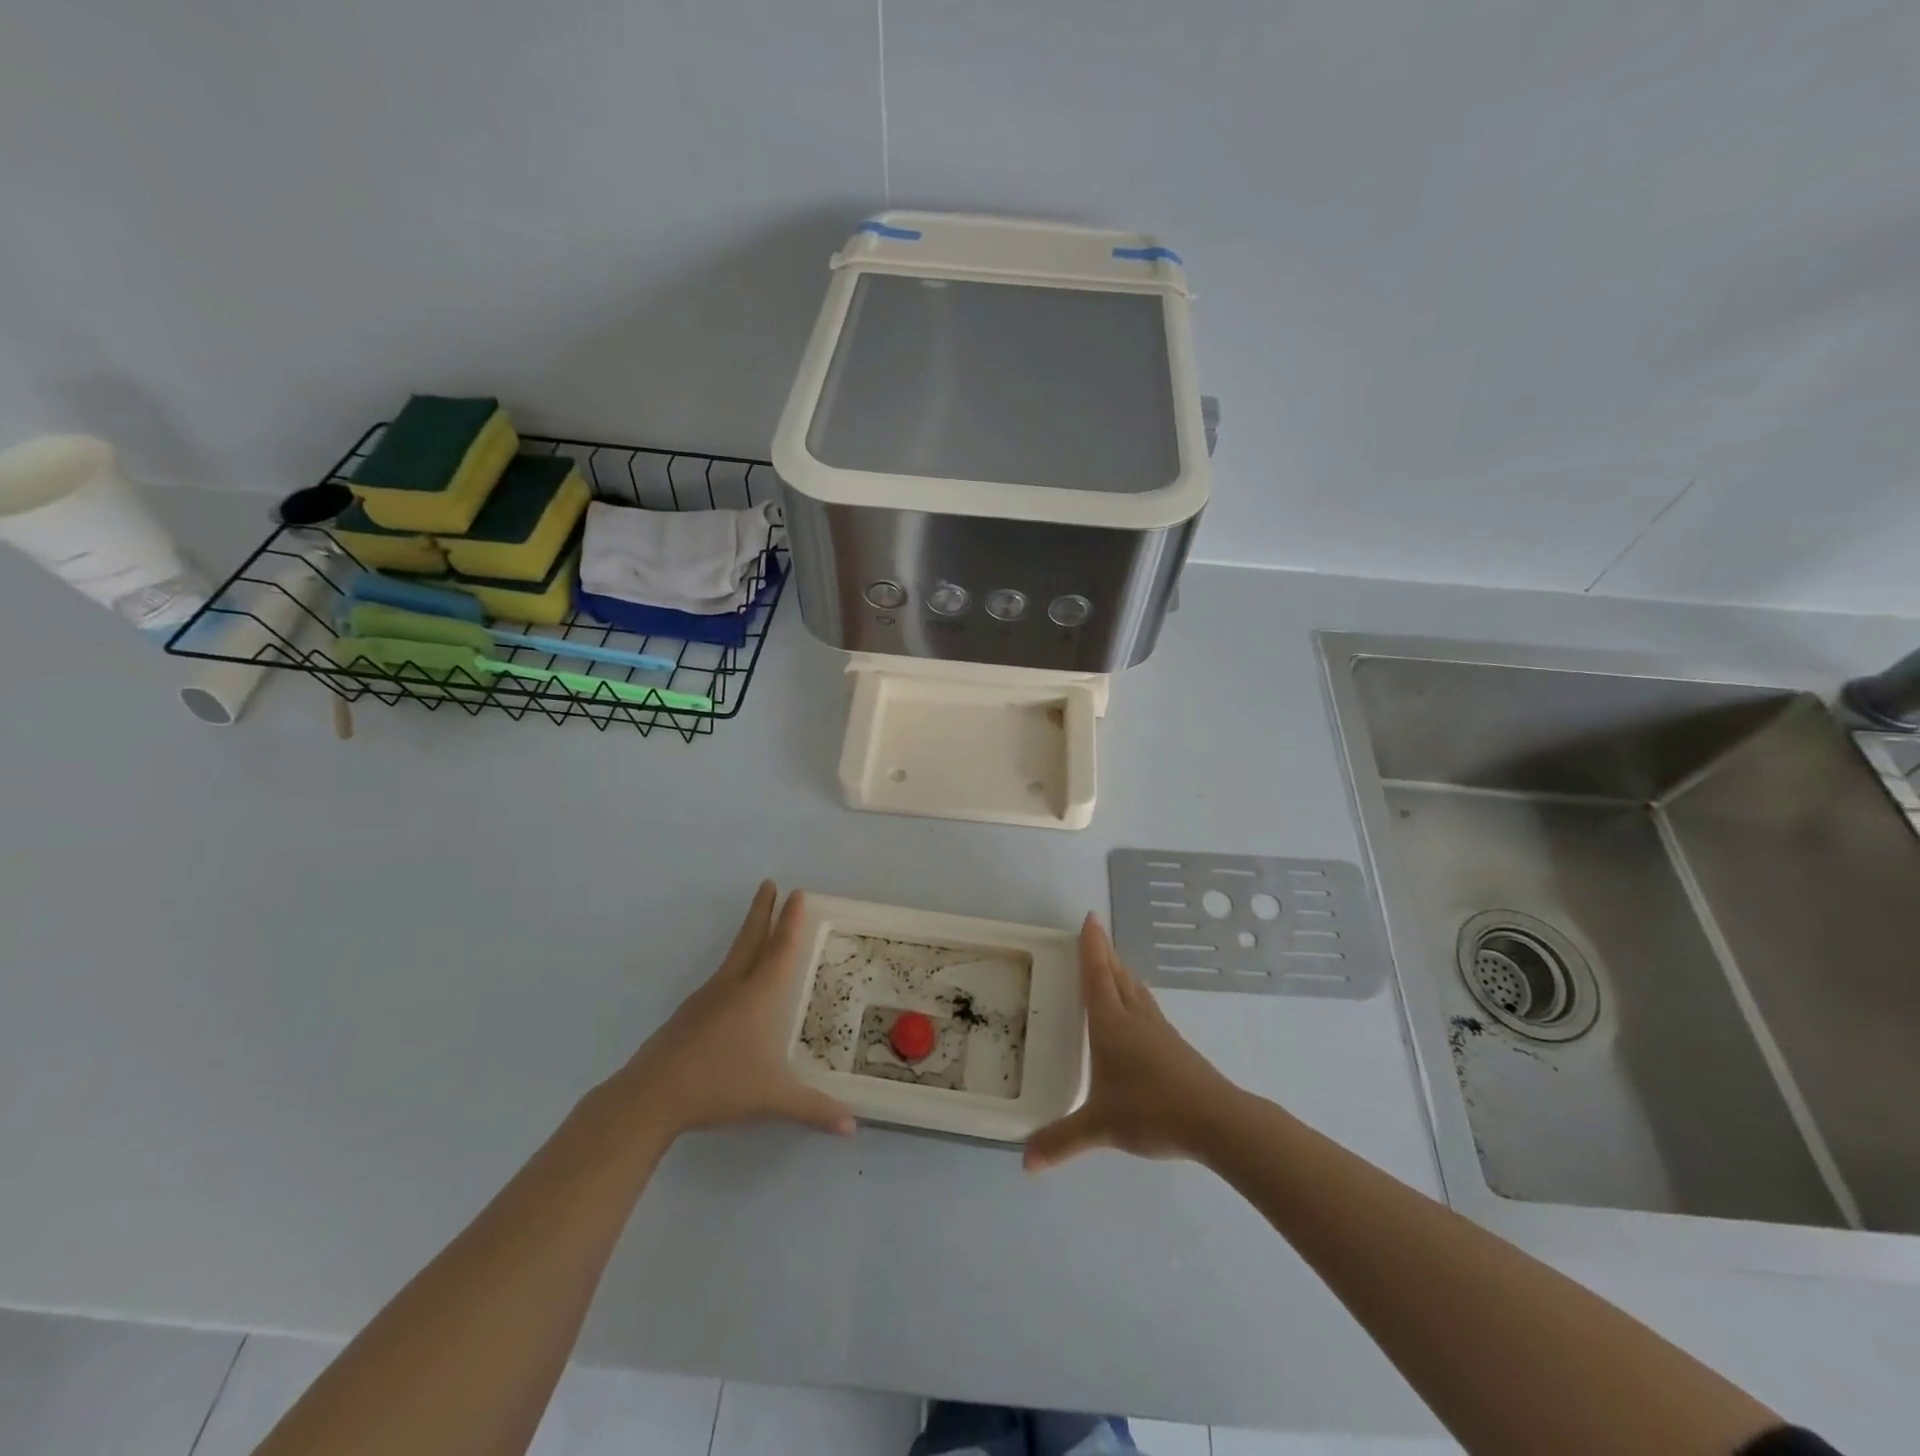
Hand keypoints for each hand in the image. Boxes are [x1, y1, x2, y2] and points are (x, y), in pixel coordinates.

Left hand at [619, 882, 853, 1139]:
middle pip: (751, 938)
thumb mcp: (773, 1099)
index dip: (790, 921)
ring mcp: (706, 999)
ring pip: (733, 957)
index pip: (780, 949)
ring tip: (758, 930)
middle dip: (762, 910)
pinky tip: (734, 986)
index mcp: (758, 996)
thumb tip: (852, 1126)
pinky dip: (734, 966)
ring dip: (747, 935)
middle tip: (769, 884)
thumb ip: (813, 1109)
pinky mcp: (689, 1015)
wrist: (650, 1096)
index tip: (796, 893)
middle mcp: (733, 987)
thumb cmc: (719, 1086)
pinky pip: (720, 980)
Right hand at [1023, 915, 1239, 1171]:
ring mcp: (1158, 1029)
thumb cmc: (1152, 1111)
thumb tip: (1025, 1163)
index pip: (1096, 975)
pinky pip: (1147, 1006)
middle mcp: (1134, 1018)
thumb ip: (1062, 1140)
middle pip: (1116, 975)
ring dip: (1121, 971)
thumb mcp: (1100, 1127)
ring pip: (1135, 989)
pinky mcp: (1174, 1044)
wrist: (1215, 1120)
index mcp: (1111, 1025)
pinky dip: (1135, 995)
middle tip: (1094, 933)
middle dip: (1104, 952)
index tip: (1090, 918)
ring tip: (1112, 963)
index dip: (1091, 947)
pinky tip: (1137, 1008)